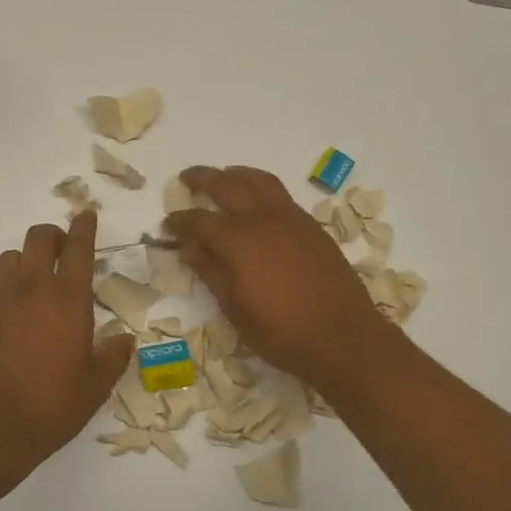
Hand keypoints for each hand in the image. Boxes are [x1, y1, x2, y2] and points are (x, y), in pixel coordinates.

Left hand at [0, 210, 133, 486]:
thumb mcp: (94, 388)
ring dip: (26, 261)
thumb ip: (112, 358)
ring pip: (10, 259)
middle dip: (53, 235)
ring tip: (37, 284)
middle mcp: (32, 291)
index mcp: (68, 301)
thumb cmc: (50, 409)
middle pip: (38, 239)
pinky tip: (14, 327)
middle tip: (63, 249)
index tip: (87, 214)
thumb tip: (124, 339)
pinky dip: (7, 297)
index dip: (84, 227)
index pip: (78, 249)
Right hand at [164, 166, 395, 388]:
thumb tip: (188, 249)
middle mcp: (262, 219)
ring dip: (236, 174)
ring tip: (224, 176)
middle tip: (187, 178)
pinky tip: (258, 201)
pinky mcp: (312, 226)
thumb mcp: (236, 309)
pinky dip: (262, 187)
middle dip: (203, 179)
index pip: (198, 220)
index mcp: (238, 242)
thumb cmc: (281, 332)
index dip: (179, 221)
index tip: (167, 225)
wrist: (343, 336)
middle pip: (227, 185)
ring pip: (259, 180)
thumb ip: (211, 273)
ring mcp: (291, 219)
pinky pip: (281, 194)